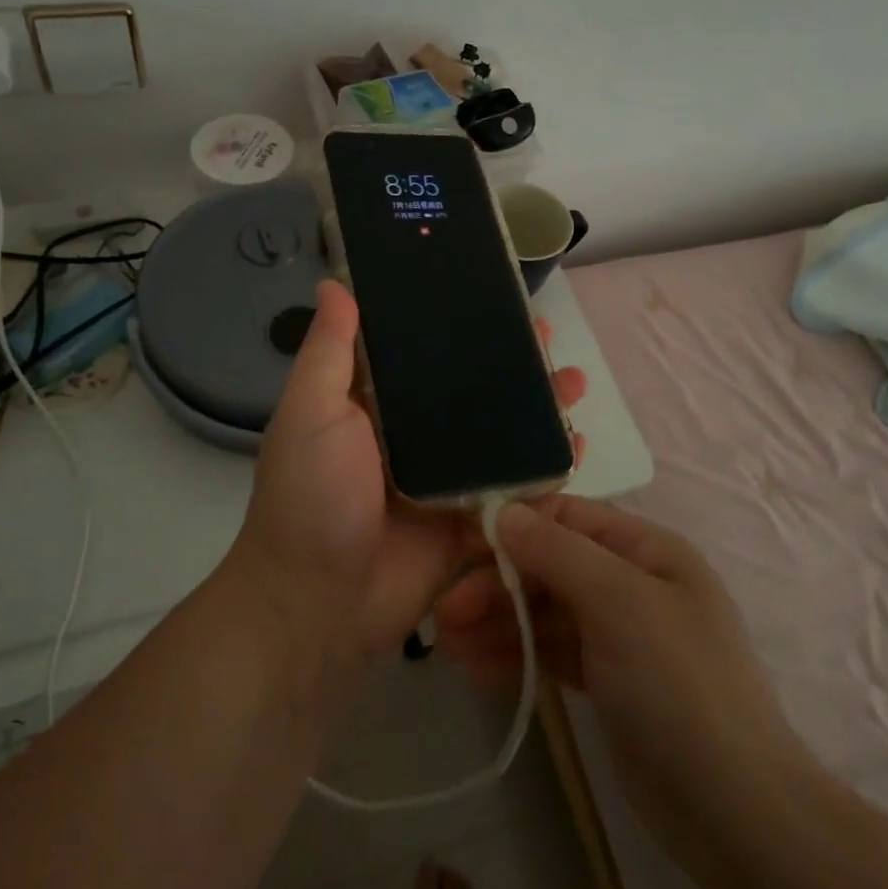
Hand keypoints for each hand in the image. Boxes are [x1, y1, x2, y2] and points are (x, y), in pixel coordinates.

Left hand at [231, 281, 586, 666]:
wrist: (318, 606)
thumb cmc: (310, 498)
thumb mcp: (310, 413)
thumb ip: (329, 351)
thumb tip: (333, 282)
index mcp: (374, 407)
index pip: (422, 354)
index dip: (456, 327)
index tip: (492, 298)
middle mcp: (413, 439)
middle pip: (471, 393)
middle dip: (510, 366)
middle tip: (549, 340)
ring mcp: (446, 482)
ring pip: (500, 437)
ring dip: (537, 410)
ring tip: (575, 381)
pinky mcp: (470, 524)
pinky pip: (515, 491)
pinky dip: (546, 470)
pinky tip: (577, 445)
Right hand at [435, 496, 813, 870]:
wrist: (733, 810)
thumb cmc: (678, 683)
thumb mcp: (620, 601)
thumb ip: (557, 551)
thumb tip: (505, 512)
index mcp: (646, 549)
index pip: (567, 517)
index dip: (514, 525)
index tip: (460, 544)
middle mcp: (631, 582)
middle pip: (549, 566)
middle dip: (496, 584)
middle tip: (444, 612)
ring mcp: (619, 634)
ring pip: (546, 612)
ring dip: (498, 622)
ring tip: (447, 645)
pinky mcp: (606, 680)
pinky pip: (552, 652)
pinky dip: (516, 655)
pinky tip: (476, 668)